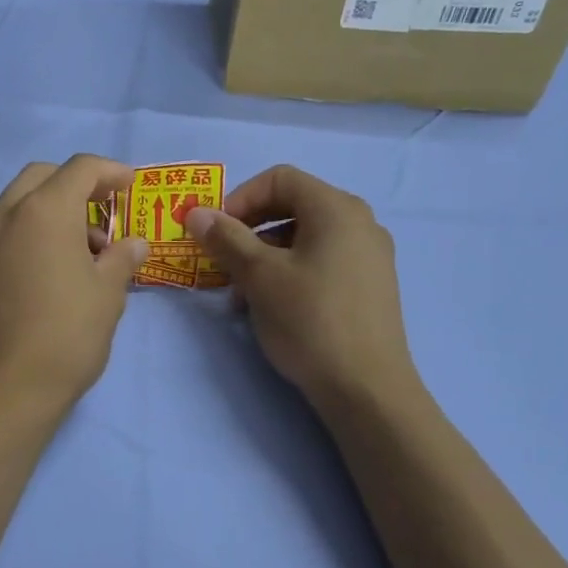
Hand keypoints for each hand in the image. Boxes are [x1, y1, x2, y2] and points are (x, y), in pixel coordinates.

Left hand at [0, 155, 149, 421]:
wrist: (6, 389)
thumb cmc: (67, 335)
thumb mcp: (107, 294)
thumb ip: (121, 258)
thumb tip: (133, 243)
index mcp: (45, 210)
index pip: (81, 168)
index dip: (111, 171)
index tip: (131, 186)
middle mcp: (7, 213)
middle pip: (44, 176)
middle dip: (77, 183)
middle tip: (106, 207)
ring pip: (21, 201)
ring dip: (54, 207)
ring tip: (89, 248)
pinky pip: (8, 228)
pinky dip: (33, 229)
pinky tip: (57, 265)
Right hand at [186, 165, 414, 411]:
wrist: (367, 389)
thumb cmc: (310, 320)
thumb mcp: (259, 276)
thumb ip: (226, 238)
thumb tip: (196, 212)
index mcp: (336, 208)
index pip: (279, 178)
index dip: (240, 198)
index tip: (215, 231)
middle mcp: (359, 222)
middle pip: (293, 205)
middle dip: (250, 230)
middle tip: (224, 261)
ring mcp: (370, 255)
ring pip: (305, 237)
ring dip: (265, 255)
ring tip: (242, 294)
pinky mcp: (371, 285)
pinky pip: (322, 261)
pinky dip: (291, 271)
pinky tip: (273, 306)